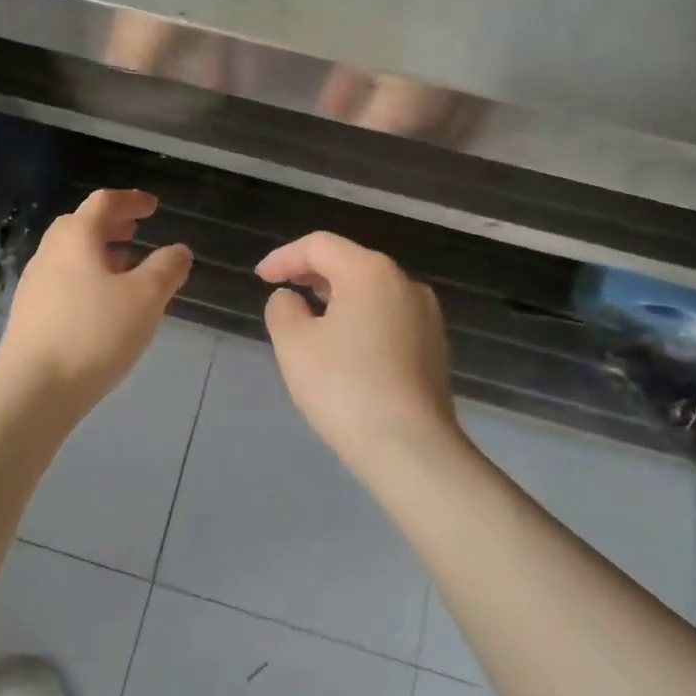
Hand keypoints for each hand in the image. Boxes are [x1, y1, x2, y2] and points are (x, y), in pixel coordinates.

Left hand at [0, 189, 192, 418]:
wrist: (33, 389)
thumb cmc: (94, 334)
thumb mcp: (145, 299)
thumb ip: (166, 269)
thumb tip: (179, 251)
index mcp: (76, 238)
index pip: (104, 202)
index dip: (131, 200)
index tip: (153, 206)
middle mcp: (49, 252)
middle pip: (80, 225)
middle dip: (111, 224)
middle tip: (135, 231)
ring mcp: (34, 283)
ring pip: (70, 254)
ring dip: (98, 252)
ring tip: (124, 267)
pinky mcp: (29, 313)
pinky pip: (62, 280)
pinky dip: (86, 276)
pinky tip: (101, 304)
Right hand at [257, 232, 460, 462]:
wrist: (411, 449)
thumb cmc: (344, 387)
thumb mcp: (294, 344)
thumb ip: (283, 309)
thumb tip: (292, 299)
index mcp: (370, 272)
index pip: (319, 246)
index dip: (284, 257)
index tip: (260, 278)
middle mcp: (405, 283)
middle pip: (350, 263)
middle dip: (311, 273)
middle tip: (282, 290)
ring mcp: (426, 316)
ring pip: (372, 291)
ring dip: (336, 296)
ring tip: (309, 316)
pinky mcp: (434, 347)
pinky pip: (388, 317)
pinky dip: (360, 318)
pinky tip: (344, 345)